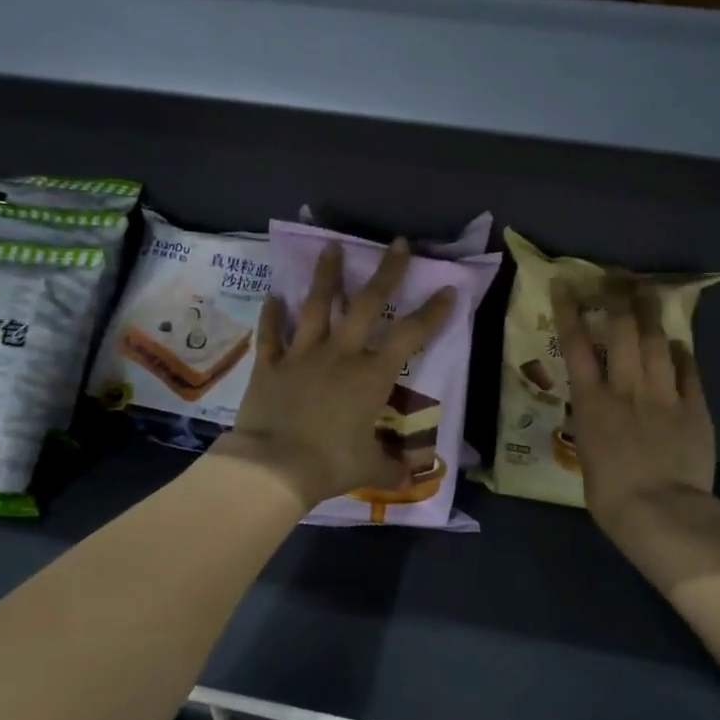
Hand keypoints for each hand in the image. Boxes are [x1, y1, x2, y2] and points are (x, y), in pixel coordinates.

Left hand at [214, 239, 453, 509]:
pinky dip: (272, 314)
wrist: (274, 467)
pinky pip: (271, 333)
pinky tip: (273, 295)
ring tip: (331, 247)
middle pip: (367, 304)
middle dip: (386, 272)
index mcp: (372, 375)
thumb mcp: (371, 467)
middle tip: (397, 243)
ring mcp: (303, 355)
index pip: (411, 336)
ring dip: (327, 276)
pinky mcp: (270, 364)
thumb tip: (415, 475)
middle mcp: (341, 354)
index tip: (449, 289)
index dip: (433, 312)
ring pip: (316, 306)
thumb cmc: (330, 464)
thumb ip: (395, 467)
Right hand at [553, 279, 714, 537]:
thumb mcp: (588, 454)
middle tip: (617, 277)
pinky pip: (688, 371)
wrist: (660, 510)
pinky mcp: (695, 407)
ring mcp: (664, 395)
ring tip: (649, 292)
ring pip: (657, 342)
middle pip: (622, 331)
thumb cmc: (610, 495)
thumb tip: (599, 414)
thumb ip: (594, 425)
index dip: (570, 310)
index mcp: (592, 402)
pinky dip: (682, 353)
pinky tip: (679, 342)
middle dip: (618, 298)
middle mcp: (626, 388)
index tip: (565, 284)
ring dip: (651, 314)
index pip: (576, 345)